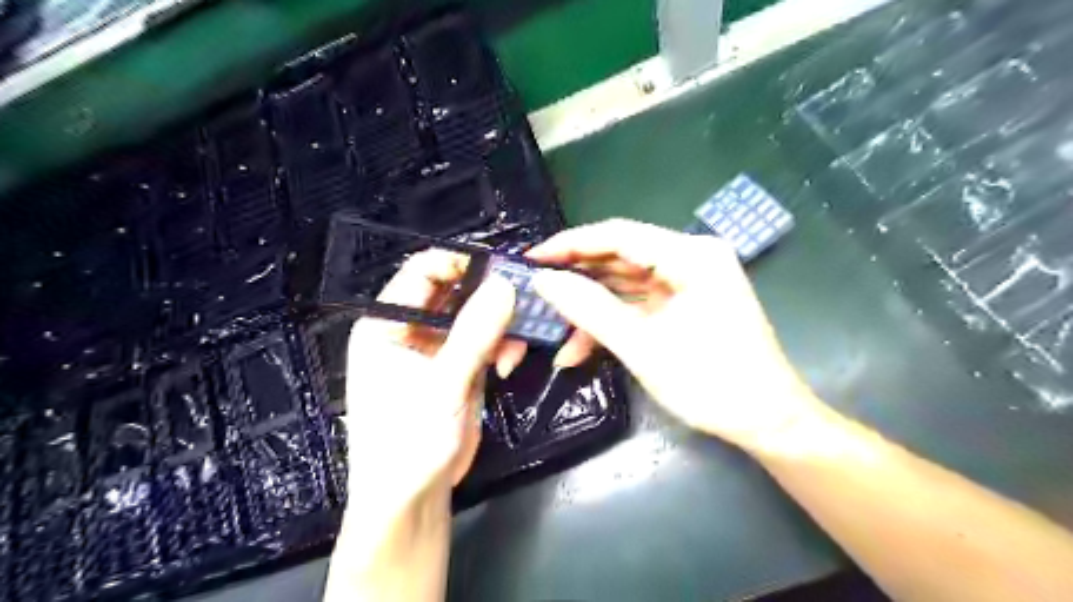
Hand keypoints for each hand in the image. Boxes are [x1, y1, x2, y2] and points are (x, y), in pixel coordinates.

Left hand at [341, 248, 513, 511]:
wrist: (413, 497)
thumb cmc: (409, 441)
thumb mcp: (443, 384)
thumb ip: (475, 332)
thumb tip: (504, 284)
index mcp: (387, 324)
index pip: (423, 273)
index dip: (461, 263)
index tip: (501, 267)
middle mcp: (409, 330)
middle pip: (454, 291)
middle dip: (489, 295)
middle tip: (523, 298)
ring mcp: (436, 348)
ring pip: (474, 315)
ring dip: (500, 324)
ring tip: (517, 343)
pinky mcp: (458, 367)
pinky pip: (484, 340)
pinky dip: (501, 345)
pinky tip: (509, 362)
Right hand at [528, 219, 823, 447]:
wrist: (767, 421)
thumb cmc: (711, 383)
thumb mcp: (642, 346)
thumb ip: (590, 309)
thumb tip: (544, 282)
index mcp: (691, 256)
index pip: (618, 235)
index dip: (570, 244)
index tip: (531, 259)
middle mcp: (691, 258)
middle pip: (620, 256)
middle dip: (577, 278)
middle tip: (535, 292)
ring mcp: (689, 281)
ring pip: (625, 283)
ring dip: (590, 306)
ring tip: (551, 326)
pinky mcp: (685, 303)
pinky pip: (639, 303)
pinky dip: (611, 321)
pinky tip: (580, 346)